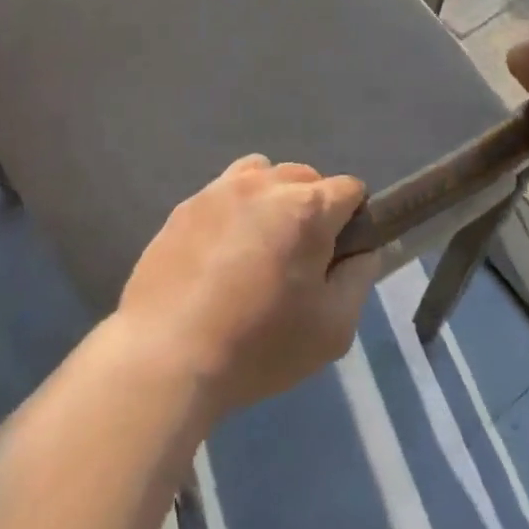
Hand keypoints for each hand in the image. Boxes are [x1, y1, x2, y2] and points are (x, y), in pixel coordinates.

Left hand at [116, 155, 380, 415]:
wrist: (167, 353)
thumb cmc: (259, 345)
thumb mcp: (333, 328)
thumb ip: (358, 278)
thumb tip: (362, 249)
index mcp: (306, 208)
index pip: (349, 189)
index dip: (354, 220)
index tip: (340, 257)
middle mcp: (263, 184)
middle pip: (305, 177)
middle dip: (312, 208)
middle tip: (299, 259)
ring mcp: (218, 189)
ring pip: (261, 174)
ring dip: (271, 200)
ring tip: (258, 247)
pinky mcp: (185, 205)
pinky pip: (223, 193)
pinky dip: (233, 212)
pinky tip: (219, 256)